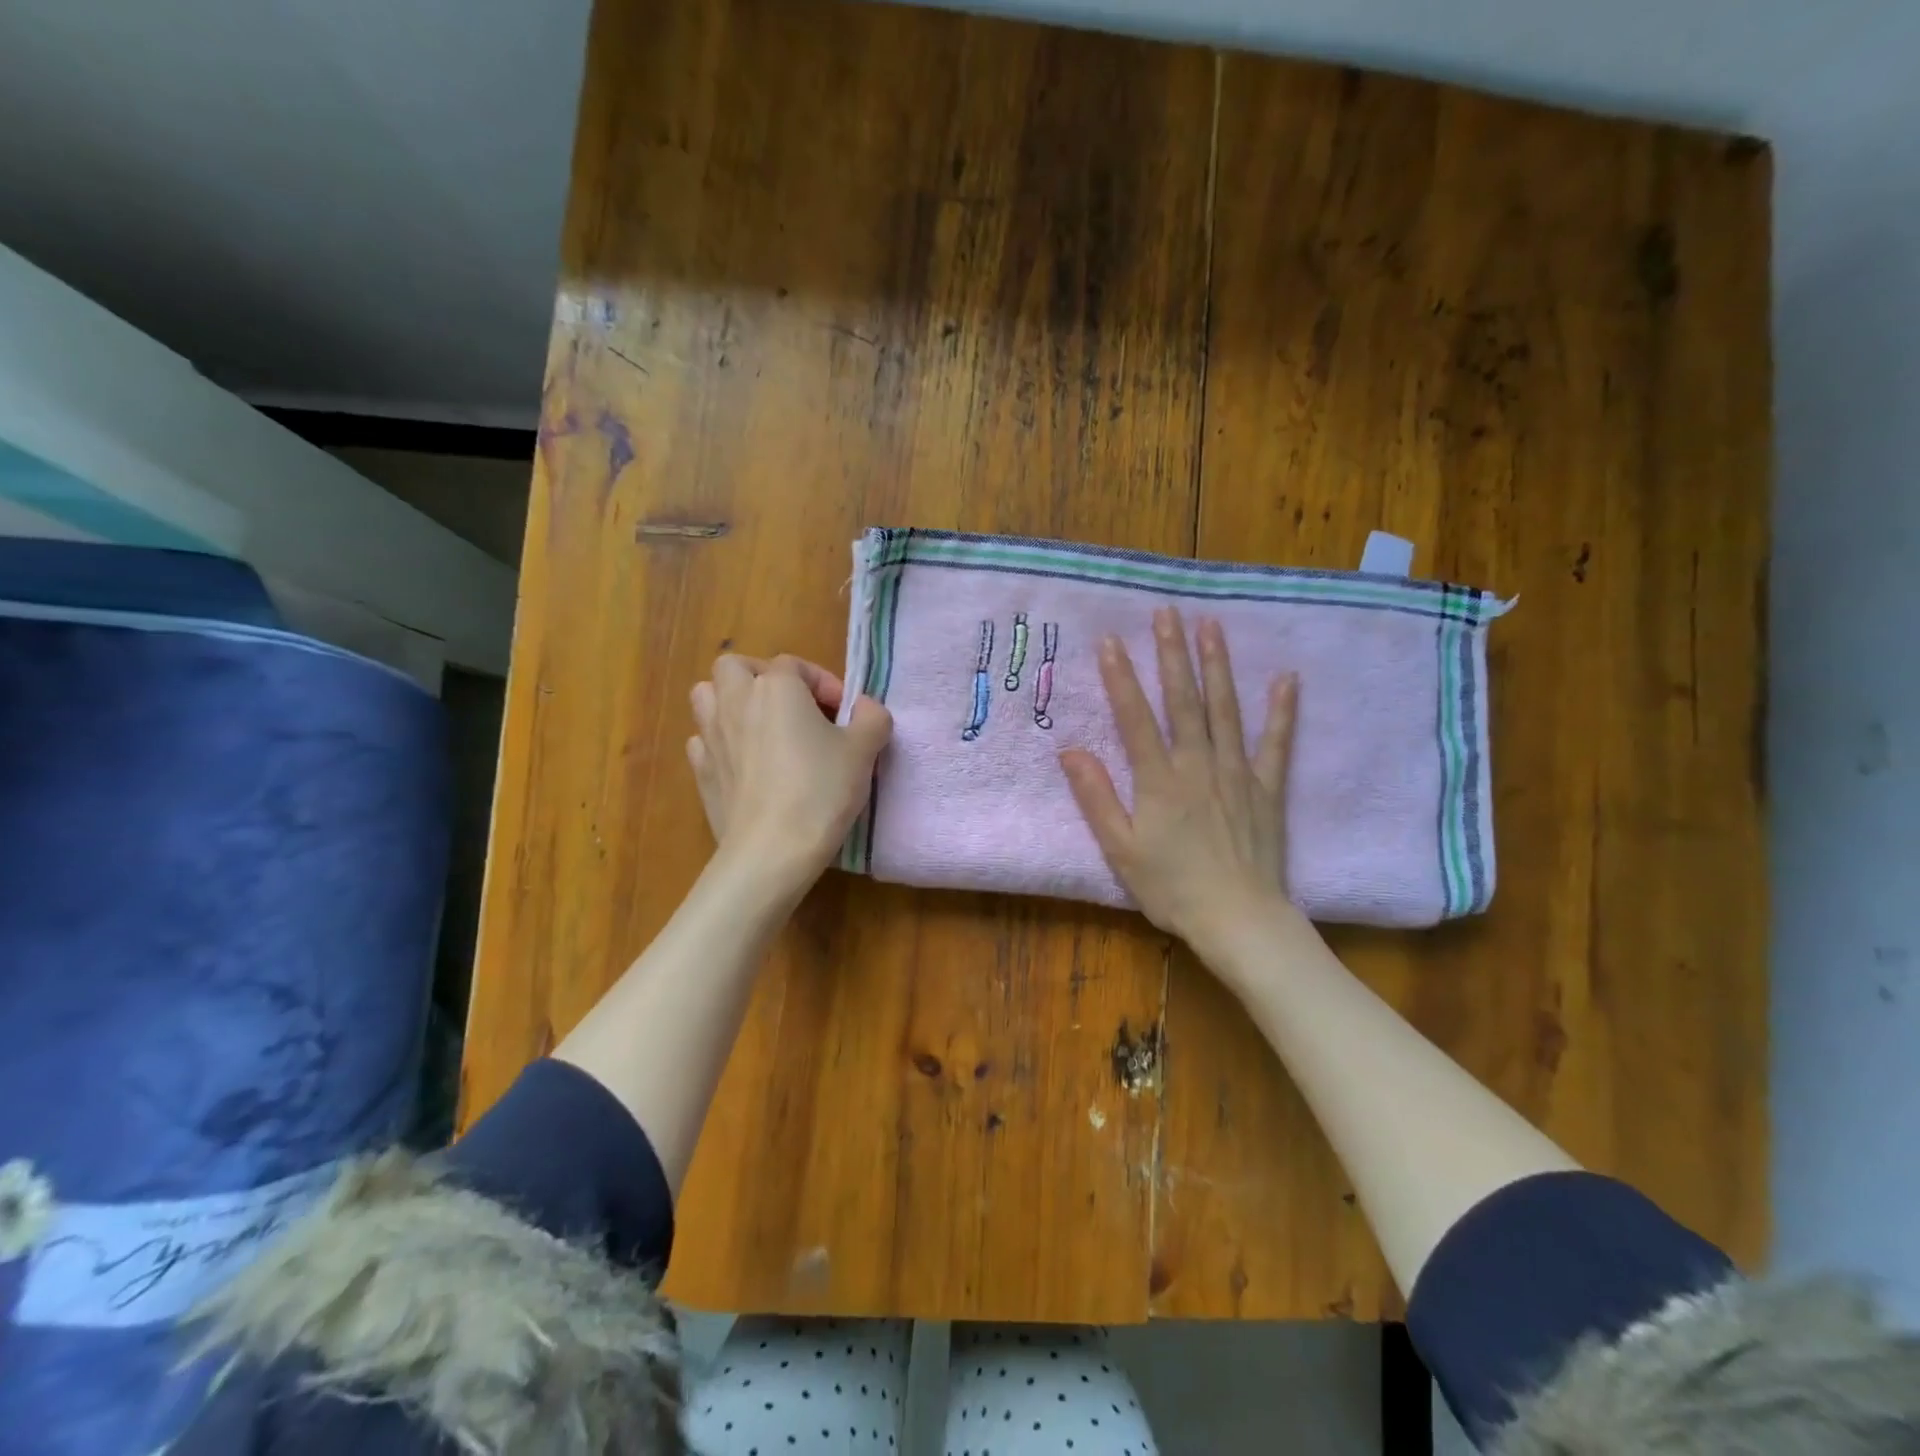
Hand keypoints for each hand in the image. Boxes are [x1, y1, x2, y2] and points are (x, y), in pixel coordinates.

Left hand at [687, 654, 891, 897]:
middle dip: (762, 678)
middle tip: (792, 708)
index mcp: (776, 687)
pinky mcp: (700, 771)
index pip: (797, 665)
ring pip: (707, 696)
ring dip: (731, 702)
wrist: (771, 850)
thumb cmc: (821, 790)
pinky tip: (743, 764)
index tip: (845, 715)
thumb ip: (871, 718)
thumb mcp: (864, 751)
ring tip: (761, 728)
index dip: (824, 684)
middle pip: (735, 667)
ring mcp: (710, 736)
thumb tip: (864, 707)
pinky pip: (703, 740)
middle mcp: (736, 701)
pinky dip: (720, 742)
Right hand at [1060, 606, 1298, 954]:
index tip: (1110, 641)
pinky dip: (1282, 711)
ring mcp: (1237, 773)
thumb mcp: (1120, 850)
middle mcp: (1198, 765)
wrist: (1239, 920)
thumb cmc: (1172, 889)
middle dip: (1172, 654)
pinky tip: (1286, 678)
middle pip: (1183, 700)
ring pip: (1225, 710)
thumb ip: (1096, 798)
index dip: (1120, 678)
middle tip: (1167, 613)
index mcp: (1159, 780)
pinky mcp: (1267, 788)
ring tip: (1212, 626)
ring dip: (1218, 666)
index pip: (1135, 717)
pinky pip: (1276, 743)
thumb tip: (1070, 751)